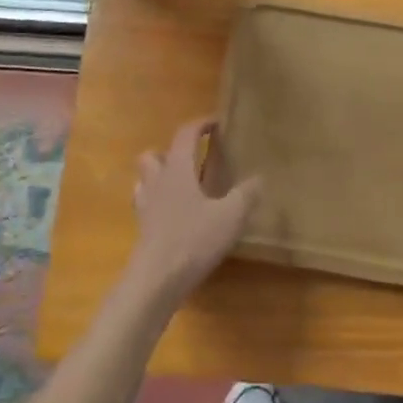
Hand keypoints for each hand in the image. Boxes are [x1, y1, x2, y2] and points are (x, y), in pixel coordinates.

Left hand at [126, 117, 259, 304]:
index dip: (200, 124)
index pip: (185, 135)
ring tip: (182, 186)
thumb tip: (260, 178)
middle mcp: (157, 181)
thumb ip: (246, 195)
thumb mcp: (230, 216)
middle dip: (170, 151)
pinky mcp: (142, 230)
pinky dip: (158, 203)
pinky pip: (146, 205)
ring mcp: (145, 206)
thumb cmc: (193, 239)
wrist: (156, 280)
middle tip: (192, 159)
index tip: (215, 122)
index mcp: (177, 169)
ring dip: (160, 177)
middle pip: (153, 155)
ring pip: (146, 180)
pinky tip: (174, 215)